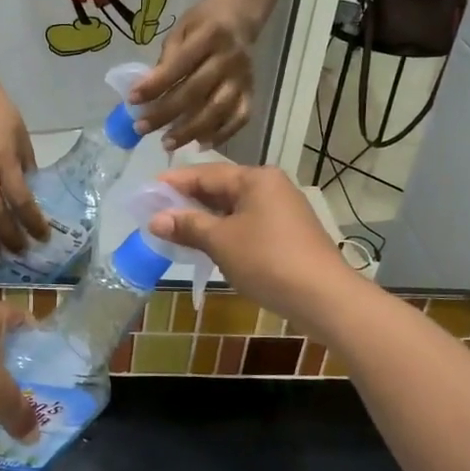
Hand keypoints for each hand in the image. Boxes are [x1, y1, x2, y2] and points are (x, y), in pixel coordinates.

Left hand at [129, 0, 255, 150]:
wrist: (239, 18)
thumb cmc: (203, 25)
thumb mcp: (181, 30)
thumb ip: (167, 59)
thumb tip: (147, 91)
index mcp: (210, 36)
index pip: (179, 65)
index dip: (155, 85)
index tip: (132, 100)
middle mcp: (229, 59)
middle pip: (195, 92)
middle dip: (166, 113)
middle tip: (141, 128)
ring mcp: (243, 78)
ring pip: (217, 110)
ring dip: (190, 130)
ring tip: (167, 144)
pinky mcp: (251, 92)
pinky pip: (239, 118)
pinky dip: (221, 134)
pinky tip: (200, 144)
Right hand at [150, 164, 356, 322]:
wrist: (323, 297)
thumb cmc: (267, 260)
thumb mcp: (220, 241)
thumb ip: (187, 226)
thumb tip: (155, 219)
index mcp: (256, 178)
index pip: (206, 173)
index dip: (174, 183)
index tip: (146, 192)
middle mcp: (271, 187)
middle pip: (220, 189)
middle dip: (188, 202)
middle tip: (156, 213)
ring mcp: (282, 211)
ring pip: (233, 209)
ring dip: (205, 220)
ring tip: (175, 231)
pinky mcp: (287, 235)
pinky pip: (247, 225)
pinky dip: (224, 232)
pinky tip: (207, 246)